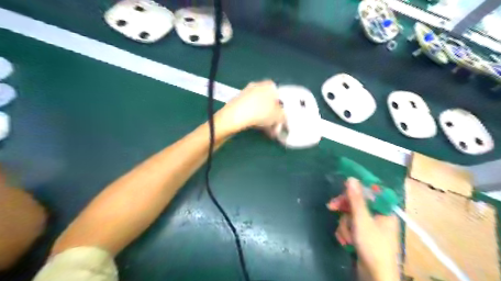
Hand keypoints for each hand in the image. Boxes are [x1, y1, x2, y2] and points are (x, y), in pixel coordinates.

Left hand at [216, 80, 283, 131]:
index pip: (280, 95)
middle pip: (269, 101)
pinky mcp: (239, 100)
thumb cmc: (260, 113)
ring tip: (267, 130)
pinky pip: (251, 108)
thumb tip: (283, 117)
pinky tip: (257, 126)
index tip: (282, 118)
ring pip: (260, 106)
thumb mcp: (279, 116)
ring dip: (265, 117)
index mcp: (270, 85)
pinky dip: (255, 116)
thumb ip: (284, 116)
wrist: (235, 116)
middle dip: (273, 114)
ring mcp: (247, 92)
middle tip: (275, 126)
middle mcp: (258, 85)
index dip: (282, 108)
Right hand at [328, 178, 401, 280]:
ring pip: (350, 216)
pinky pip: (350, 226)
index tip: (341, 188)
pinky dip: (345, 233)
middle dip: (344, 209)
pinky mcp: (363, 235)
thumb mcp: (362, 220)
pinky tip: (346, 242)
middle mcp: (378, 216)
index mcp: (384, 211)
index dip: (355, 189)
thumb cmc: (372, 246)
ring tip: (347, 238)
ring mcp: (370, 227)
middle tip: (331, 207)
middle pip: (357, 203)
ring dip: (345, 226)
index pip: (369, 191)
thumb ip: (356, 199)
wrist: (375, 276)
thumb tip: (352, 178)